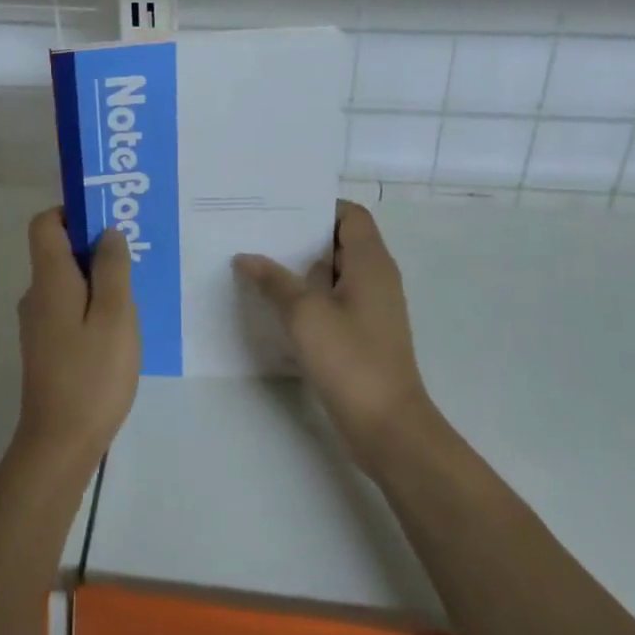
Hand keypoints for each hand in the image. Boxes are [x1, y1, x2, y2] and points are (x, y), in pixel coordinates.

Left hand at [14, 208, 141, 462]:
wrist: (60, 443)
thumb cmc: (92, 374)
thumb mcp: (115, 315)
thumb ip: (112, 268)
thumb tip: (107, 232)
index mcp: (49, 280)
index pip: (45, 223)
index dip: (72, 212)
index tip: (107, 221)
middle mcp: (36, 295)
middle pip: (57, 250)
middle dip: (93, 245)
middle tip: (133, 257)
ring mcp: (38, 323)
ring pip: (66, 281)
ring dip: (96, 278)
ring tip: (133, 293)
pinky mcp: (46, 346)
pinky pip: (67, 307)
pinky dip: (90, 303)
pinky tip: (118, 327)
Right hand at [235, 201, 433, 468]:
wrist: (388, 427)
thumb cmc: (350, 359)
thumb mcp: (305, 314)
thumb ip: (274, 281)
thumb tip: (246, 257)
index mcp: (371, 263)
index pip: (351, 215)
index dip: (320, 207)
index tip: (281, 209)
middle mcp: (377, 278)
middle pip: (340, 241)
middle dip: (301, 235)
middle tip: (259, 232)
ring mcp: (372, 309)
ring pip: (334, 273)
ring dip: (302, 268)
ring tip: (259, 263)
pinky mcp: (363, 334)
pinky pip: (334, 300)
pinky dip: (309, 295)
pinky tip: (275, 303)